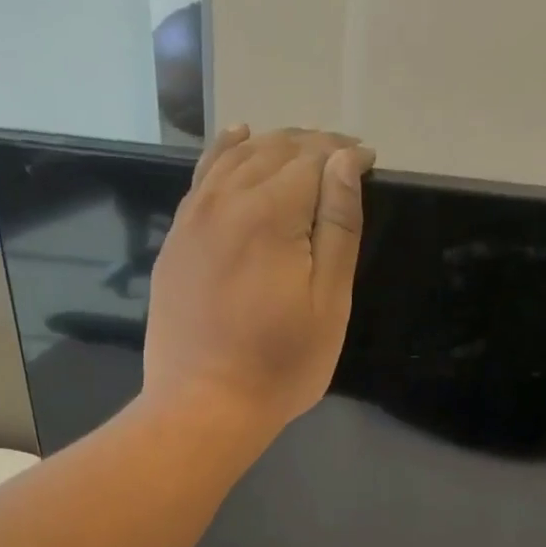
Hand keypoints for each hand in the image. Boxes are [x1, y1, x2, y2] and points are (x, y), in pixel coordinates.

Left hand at [143, 125, 374, 441]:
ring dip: (272, 145)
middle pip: (273, 150)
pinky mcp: (175, 241)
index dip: (345, 155)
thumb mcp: (329, 304)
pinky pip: (201, 178)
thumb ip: (338, 227)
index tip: (369, 160)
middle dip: (314, 145)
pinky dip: (225, 153)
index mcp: (270, 214)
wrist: (202, 405)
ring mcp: (192, 219)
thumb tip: (343, 162)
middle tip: (343, 157)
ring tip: (300, 149)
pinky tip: (238, 141)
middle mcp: (225, 201)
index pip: (314, 160)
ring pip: (234, 157)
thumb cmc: (280, 365)